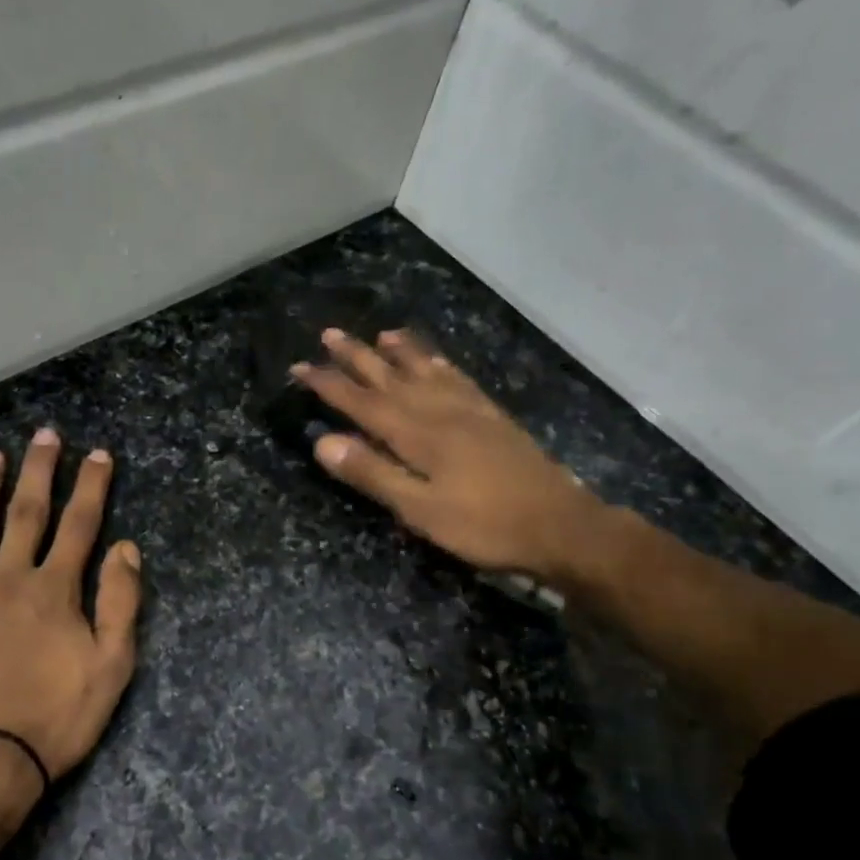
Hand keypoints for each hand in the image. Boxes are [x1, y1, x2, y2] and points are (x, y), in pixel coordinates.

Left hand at [0, 429, 142, 791]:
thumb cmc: (52, 721)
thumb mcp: (111, 669)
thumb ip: (121, 604)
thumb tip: (127, 548)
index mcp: (55, 590)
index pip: (80, 525)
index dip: (91, 486)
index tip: (98, 453)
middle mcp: (8, 578)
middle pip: (27, 513)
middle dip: (39, 471)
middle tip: (45, 434)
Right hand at [291, 328, 610, 584]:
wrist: (559, 526)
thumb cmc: (483, 525)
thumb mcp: (420, 510)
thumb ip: (373, 474)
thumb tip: (323, 442)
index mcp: (416, 435)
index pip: (361, 403)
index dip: (328, 384)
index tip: (300, 367)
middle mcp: (439, 411)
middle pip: (390, 377)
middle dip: (356, 357)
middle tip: (329, 334)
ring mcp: (469, 411)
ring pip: (425, 371)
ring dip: (400, 352)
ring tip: (381, 334)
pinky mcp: (492, 417)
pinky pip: (459, 379)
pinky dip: (441, 364)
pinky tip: (437, 360)